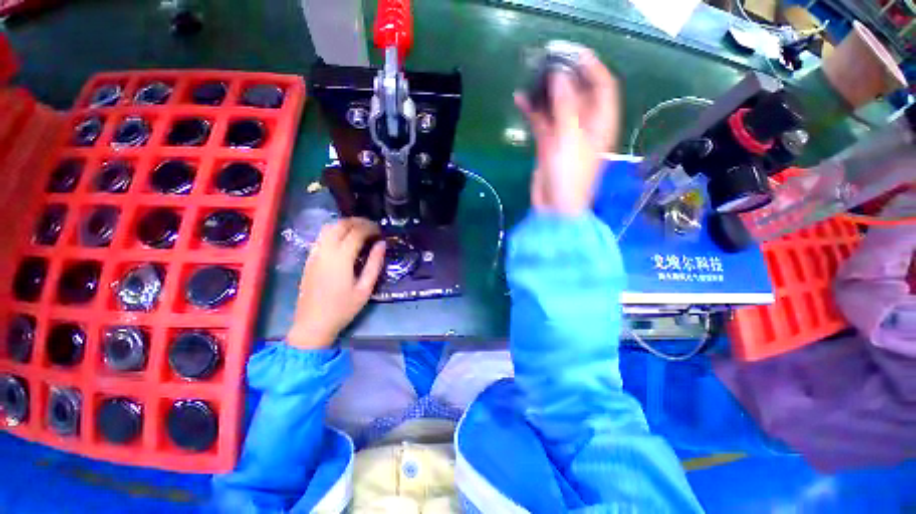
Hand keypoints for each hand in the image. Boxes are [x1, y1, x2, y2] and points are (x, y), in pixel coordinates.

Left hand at [287, 218, 385, 348]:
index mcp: (341, 258)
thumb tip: (382, 244)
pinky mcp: (309, 258)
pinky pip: (322, 236)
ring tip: (360, 230)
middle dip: (358, 222)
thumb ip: (375, 264)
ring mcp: (315, 253)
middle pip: (341, 225)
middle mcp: (325, 250)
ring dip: (345, 224)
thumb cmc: (343, 308)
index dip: (370, 228)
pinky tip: (345, 240)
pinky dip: (335, 231)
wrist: (312, 323)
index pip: (356, 232)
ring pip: (329, 227)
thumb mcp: (365, 288)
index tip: (381, 231)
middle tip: (372, 228)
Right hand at [515, 51, 620, 214]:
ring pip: (557, 107)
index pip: (603, 86)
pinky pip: (542, 122)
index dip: (591, 67)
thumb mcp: (570, 138)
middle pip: (578, 93)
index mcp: (601, 123)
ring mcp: (565, 135)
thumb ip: (566, 106)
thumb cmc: (570, 175)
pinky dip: (532, 112)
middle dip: (564, 77)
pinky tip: (520, 100)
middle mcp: (585, 125)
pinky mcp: (549, 144)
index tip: (571, 53)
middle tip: (545, 62)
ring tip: (531, 77)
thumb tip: (559, 75)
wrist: (555, 207)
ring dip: (545, 93)